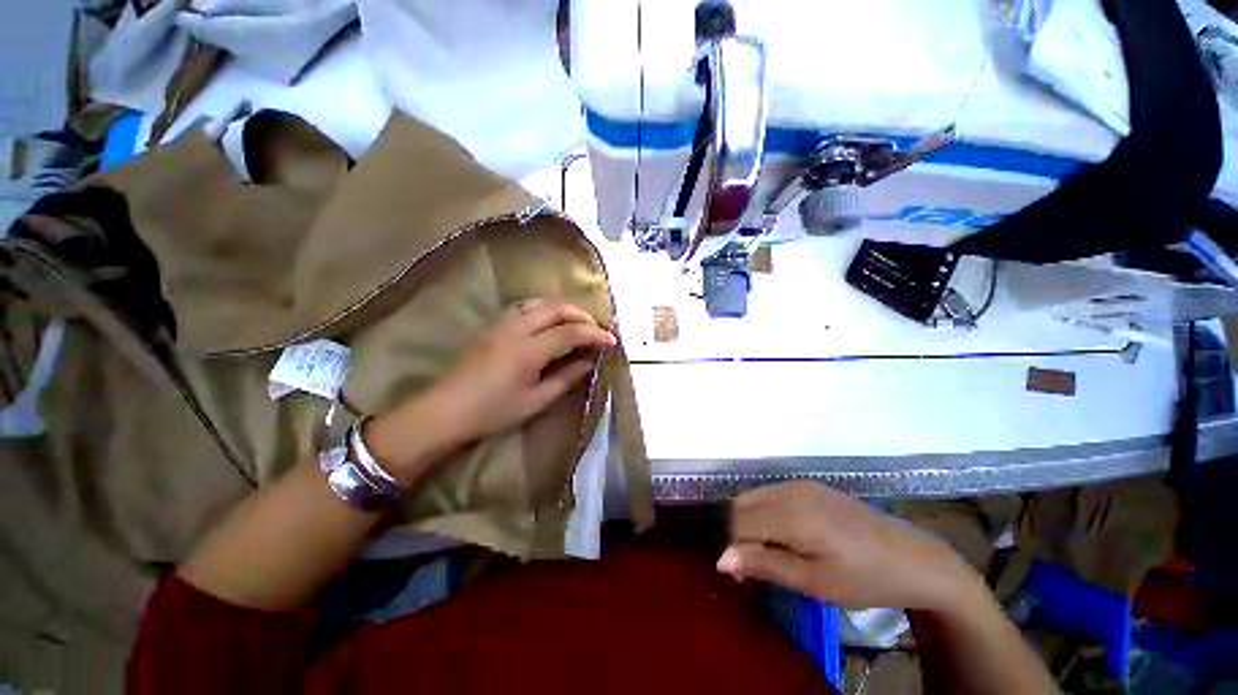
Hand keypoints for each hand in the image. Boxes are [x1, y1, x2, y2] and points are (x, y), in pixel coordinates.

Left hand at [425, 298, 614, 443]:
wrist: (446, 410)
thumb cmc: (493, 411)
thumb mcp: (536, 400)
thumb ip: (566, 378)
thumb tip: (589, 362)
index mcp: (529, 350)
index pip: (571, 332)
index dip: (595, 334)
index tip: (612, 341)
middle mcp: (517, 328)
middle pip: (556, 308)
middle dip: (581, 314)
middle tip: (596, 329)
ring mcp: (502, 323)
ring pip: (539, 302)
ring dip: (562, 308)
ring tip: (576, 323)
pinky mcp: (493, 325)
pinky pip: (525, 306)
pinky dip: (544, 309)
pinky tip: (549, 323)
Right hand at [718, 482, 981, 610]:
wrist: (912, 559)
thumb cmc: (863, 578)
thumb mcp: (813, 581)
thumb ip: (763, 565)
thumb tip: (719, 560)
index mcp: (790, 513)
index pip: (737, 521)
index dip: (734, 548)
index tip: (742, 576)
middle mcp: (788, 490)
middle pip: (740, 505)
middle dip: (739, 534)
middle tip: (754, 567)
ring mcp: (799, 484)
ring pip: (753, 497)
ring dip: (751, 522)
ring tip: (769, 553)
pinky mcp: (809, 486)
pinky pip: (771, 494)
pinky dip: (765, 513)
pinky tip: (785, 536)